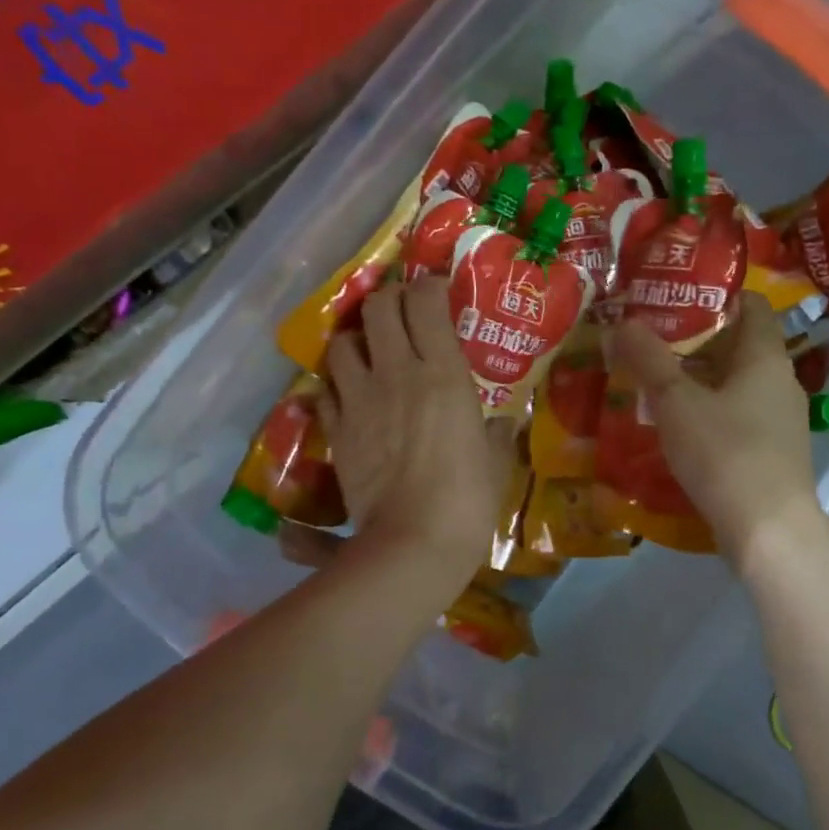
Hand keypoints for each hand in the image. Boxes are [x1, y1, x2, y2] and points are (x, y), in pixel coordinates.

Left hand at [320, 276, 510, 587]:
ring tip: (368, 352)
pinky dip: (336, 384)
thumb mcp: (497, 462)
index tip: (437, 291)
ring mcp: (360, 399)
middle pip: (377, 308)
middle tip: (401, 313)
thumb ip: (498, 433)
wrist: (413, 543)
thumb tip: (502, 423)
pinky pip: (326, 389)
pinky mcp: (336, 430)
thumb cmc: (468, 499)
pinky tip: (349, 395)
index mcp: (443, 372)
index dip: (429, 287)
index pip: (425, 302)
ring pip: (342, 342)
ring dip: (355, 339)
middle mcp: (397, 372)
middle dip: (388, 300)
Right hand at [609, 293, 824, 564]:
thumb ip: (648, 359)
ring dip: (701, 379)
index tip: (676, 296)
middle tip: (652, 340)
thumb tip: (621, 323)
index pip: (751, 304)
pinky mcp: (773, 452)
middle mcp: (781, 381)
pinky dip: (710, 411)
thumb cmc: (725, 453)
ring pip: (737, 383)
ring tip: (656, 381)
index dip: (717, 294)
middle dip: (697, 340)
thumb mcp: (676, 402)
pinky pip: (739, 416)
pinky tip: (679, 427)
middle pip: (740, 345)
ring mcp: (781, 420)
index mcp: (766, 357)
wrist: (768, 532)